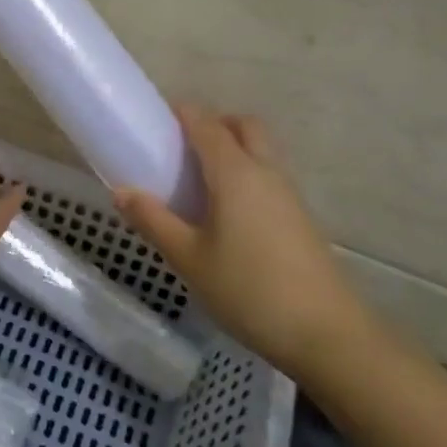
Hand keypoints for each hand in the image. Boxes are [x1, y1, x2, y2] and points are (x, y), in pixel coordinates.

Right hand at [115, 104, 369, 380]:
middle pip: (244, 127)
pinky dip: (245, 174)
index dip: (182, 113)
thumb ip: (153, 221)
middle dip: (214, 124)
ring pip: (261, 151)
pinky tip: (224, 211)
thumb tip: (122, 192)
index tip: (155, 117)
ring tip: (197, 180)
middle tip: (181, 147)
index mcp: (236, 173)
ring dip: (233, 149)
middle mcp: (266, 172)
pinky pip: (268, 176)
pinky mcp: (299, 218)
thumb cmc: (247, 290)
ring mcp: (288, 195)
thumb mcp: (188, 258)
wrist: (325, 333)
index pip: (206, 124)